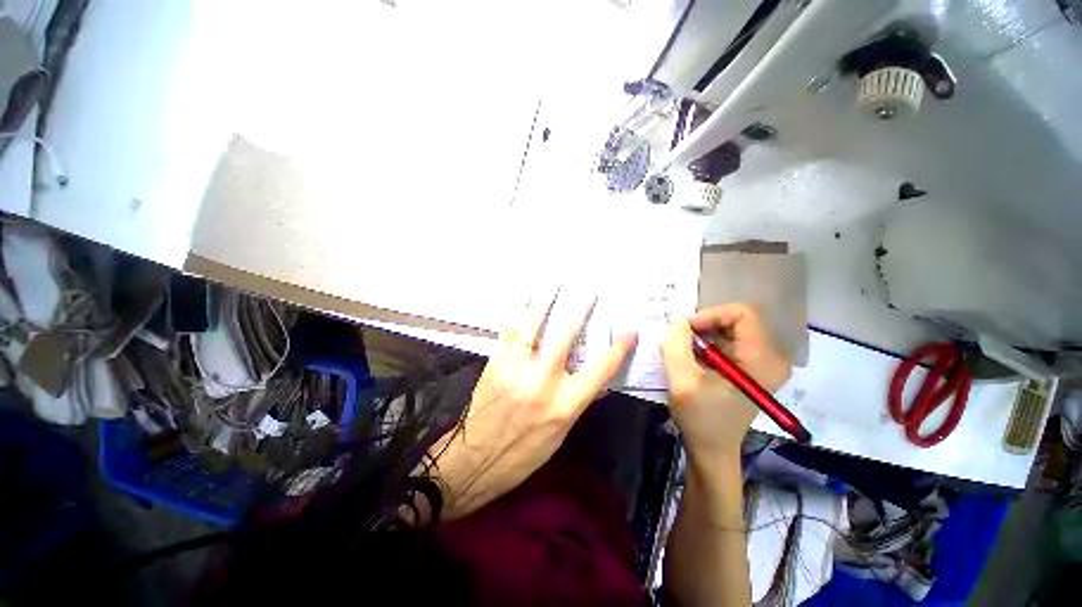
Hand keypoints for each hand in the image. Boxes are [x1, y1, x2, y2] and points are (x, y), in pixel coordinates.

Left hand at [429, 293, 636, 519]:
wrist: (475, 461)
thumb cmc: (523, 454)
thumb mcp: (561, 433)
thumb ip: (575, 400)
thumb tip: (588, 374)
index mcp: (565, 404)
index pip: (601, 370)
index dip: (619, 349)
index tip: (631, 332)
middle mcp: (543, 380)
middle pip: (566, 336)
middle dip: (580, 310)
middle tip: (589, 291)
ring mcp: (516, 368)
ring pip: (533, 325)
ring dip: (544, 301)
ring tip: (553, 283)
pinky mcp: (495, 362)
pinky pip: (508, 330)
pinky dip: (517, 312)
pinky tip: (523, 300)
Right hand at [661, 304, 790, 465]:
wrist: (712, 451)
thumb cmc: (701, 419)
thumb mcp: (683, 380)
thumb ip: (676, 344)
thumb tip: (677, 323)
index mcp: (762, 359)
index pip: (742, 313)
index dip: (709, 315)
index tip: (684, 331)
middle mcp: (769, 357)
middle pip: (734, 320)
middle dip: (702, 326)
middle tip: (678, 340)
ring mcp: (759, 363)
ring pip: (727, 330)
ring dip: (700, 336)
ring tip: (680, 352)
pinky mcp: (747, 369)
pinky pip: (725, 343)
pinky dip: (703, 345)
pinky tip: (688, 360)